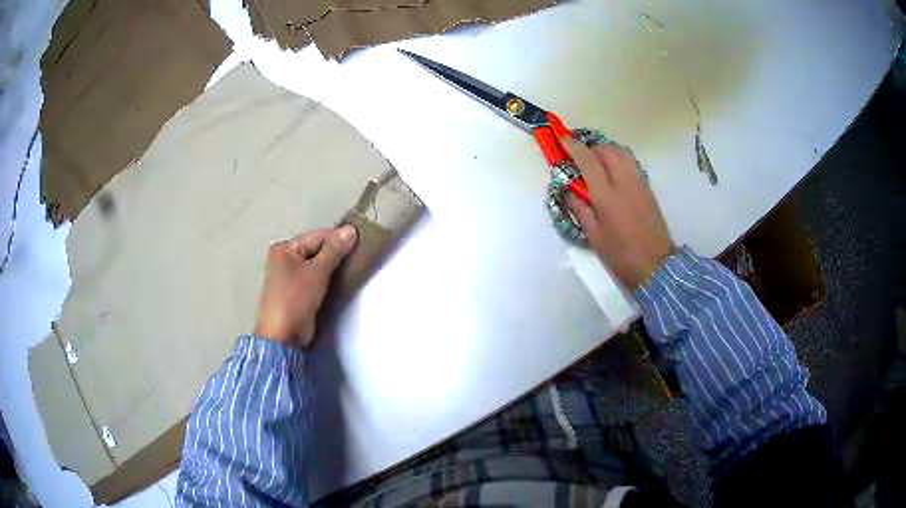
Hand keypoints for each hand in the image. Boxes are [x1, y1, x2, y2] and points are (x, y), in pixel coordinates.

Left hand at [253, 225, 357, 347]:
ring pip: (317, 265)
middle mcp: (285, 259)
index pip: (316, 236)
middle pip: (316, 249)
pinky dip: (329, 278)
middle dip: (336, 253)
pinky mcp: (298, 292)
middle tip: (360, 254)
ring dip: (334, 266)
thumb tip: (351, 230)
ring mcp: (290, 276)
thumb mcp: (316, 272)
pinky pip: (316, 278)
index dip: (338, 238)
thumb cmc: (295, 299)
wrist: (283, 336)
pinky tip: (344, 279)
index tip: (361, 240)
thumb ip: (334, 251)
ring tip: (355, 266)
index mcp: (284, 248)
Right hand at [564, 141, 673, 289]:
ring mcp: (639, 183)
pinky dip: (620, 159)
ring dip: (607, 150)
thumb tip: (569, 191)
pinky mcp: (648, 188)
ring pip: (623, 153)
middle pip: (608, 150)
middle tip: (581, 157)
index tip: (563, 140)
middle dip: (592, 148)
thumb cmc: (621, 255)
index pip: (589, 161)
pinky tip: (614, 172)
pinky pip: (632, 163)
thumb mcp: (594, 236)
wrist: (656, 266)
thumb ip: (580, 210)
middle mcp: (624, 182)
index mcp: (607, 196)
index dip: (574, 147)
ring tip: (598, 161)